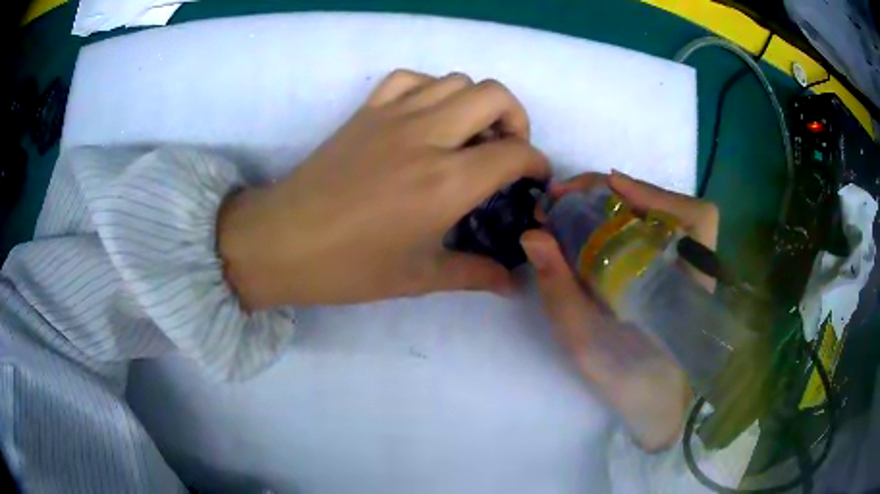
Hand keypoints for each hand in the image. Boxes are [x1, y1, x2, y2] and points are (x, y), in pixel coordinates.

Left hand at [218, 70, 549, 309]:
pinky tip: (425, 118)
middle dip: (515, 119)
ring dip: (475, 103)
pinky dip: (429, 90)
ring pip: (455, 80)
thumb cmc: (349, 267)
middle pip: (493, 95)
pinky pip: (409, 79)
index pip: (515, 152)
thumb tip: (513, 283)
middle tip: (505, 152)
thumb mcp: (418, 278)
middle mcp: (427, 136)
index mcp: (446, 182)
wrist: (282, 241)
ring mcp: (393, 116)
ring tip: (466, 136)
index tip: (533, 181)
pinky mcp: (366, 111)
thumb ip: (474, 274)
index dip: (536, 164)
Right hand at [520, 171, 718, 450]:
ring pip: (662, 218)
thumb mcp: (587, 344)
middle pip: (674, 209)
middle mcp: (694, 268)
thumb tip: (532, 235)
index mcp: (689, 284)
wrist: (652, 405)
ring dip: (621, 203)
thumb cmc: (629, 383)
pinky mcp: (672, 273)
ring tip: (575, 208)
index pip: (696, 219)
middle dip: (622, 192)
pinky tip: (593, 228)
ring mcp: (685, 269)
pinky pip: (654, 234)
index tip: (611, 185)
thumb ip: (561, 292)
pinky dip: (624, 221)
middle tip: (569, 198)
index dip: (658, 193)